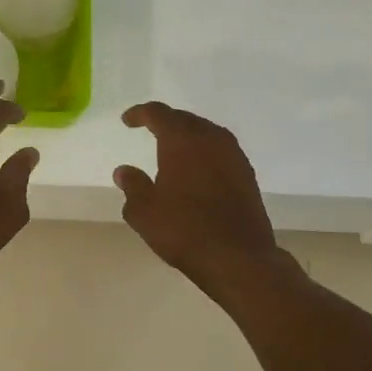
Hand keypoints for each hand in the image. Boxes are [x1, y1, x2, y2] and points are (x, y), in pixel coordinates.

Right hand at [114, 102, 281, 298]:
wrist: (238, 257)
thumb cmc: (184, 229)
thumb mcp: (144, 212)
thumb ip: (133, 186)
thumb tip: (124, 171)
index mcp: (181, 140)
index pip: (158, 113)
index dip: (140, 113)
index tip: (127, 120)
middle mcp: (210, 139)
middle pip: (185, 119)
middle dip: (166, 121)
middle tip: (150, 129)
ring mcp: (233, 156)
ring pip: (207, 133)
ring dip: (188, 136)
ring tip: (173, 148)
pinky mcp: (247, 174)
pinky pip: (221, 150)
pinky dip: (205, 152)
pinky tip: (197, 169)